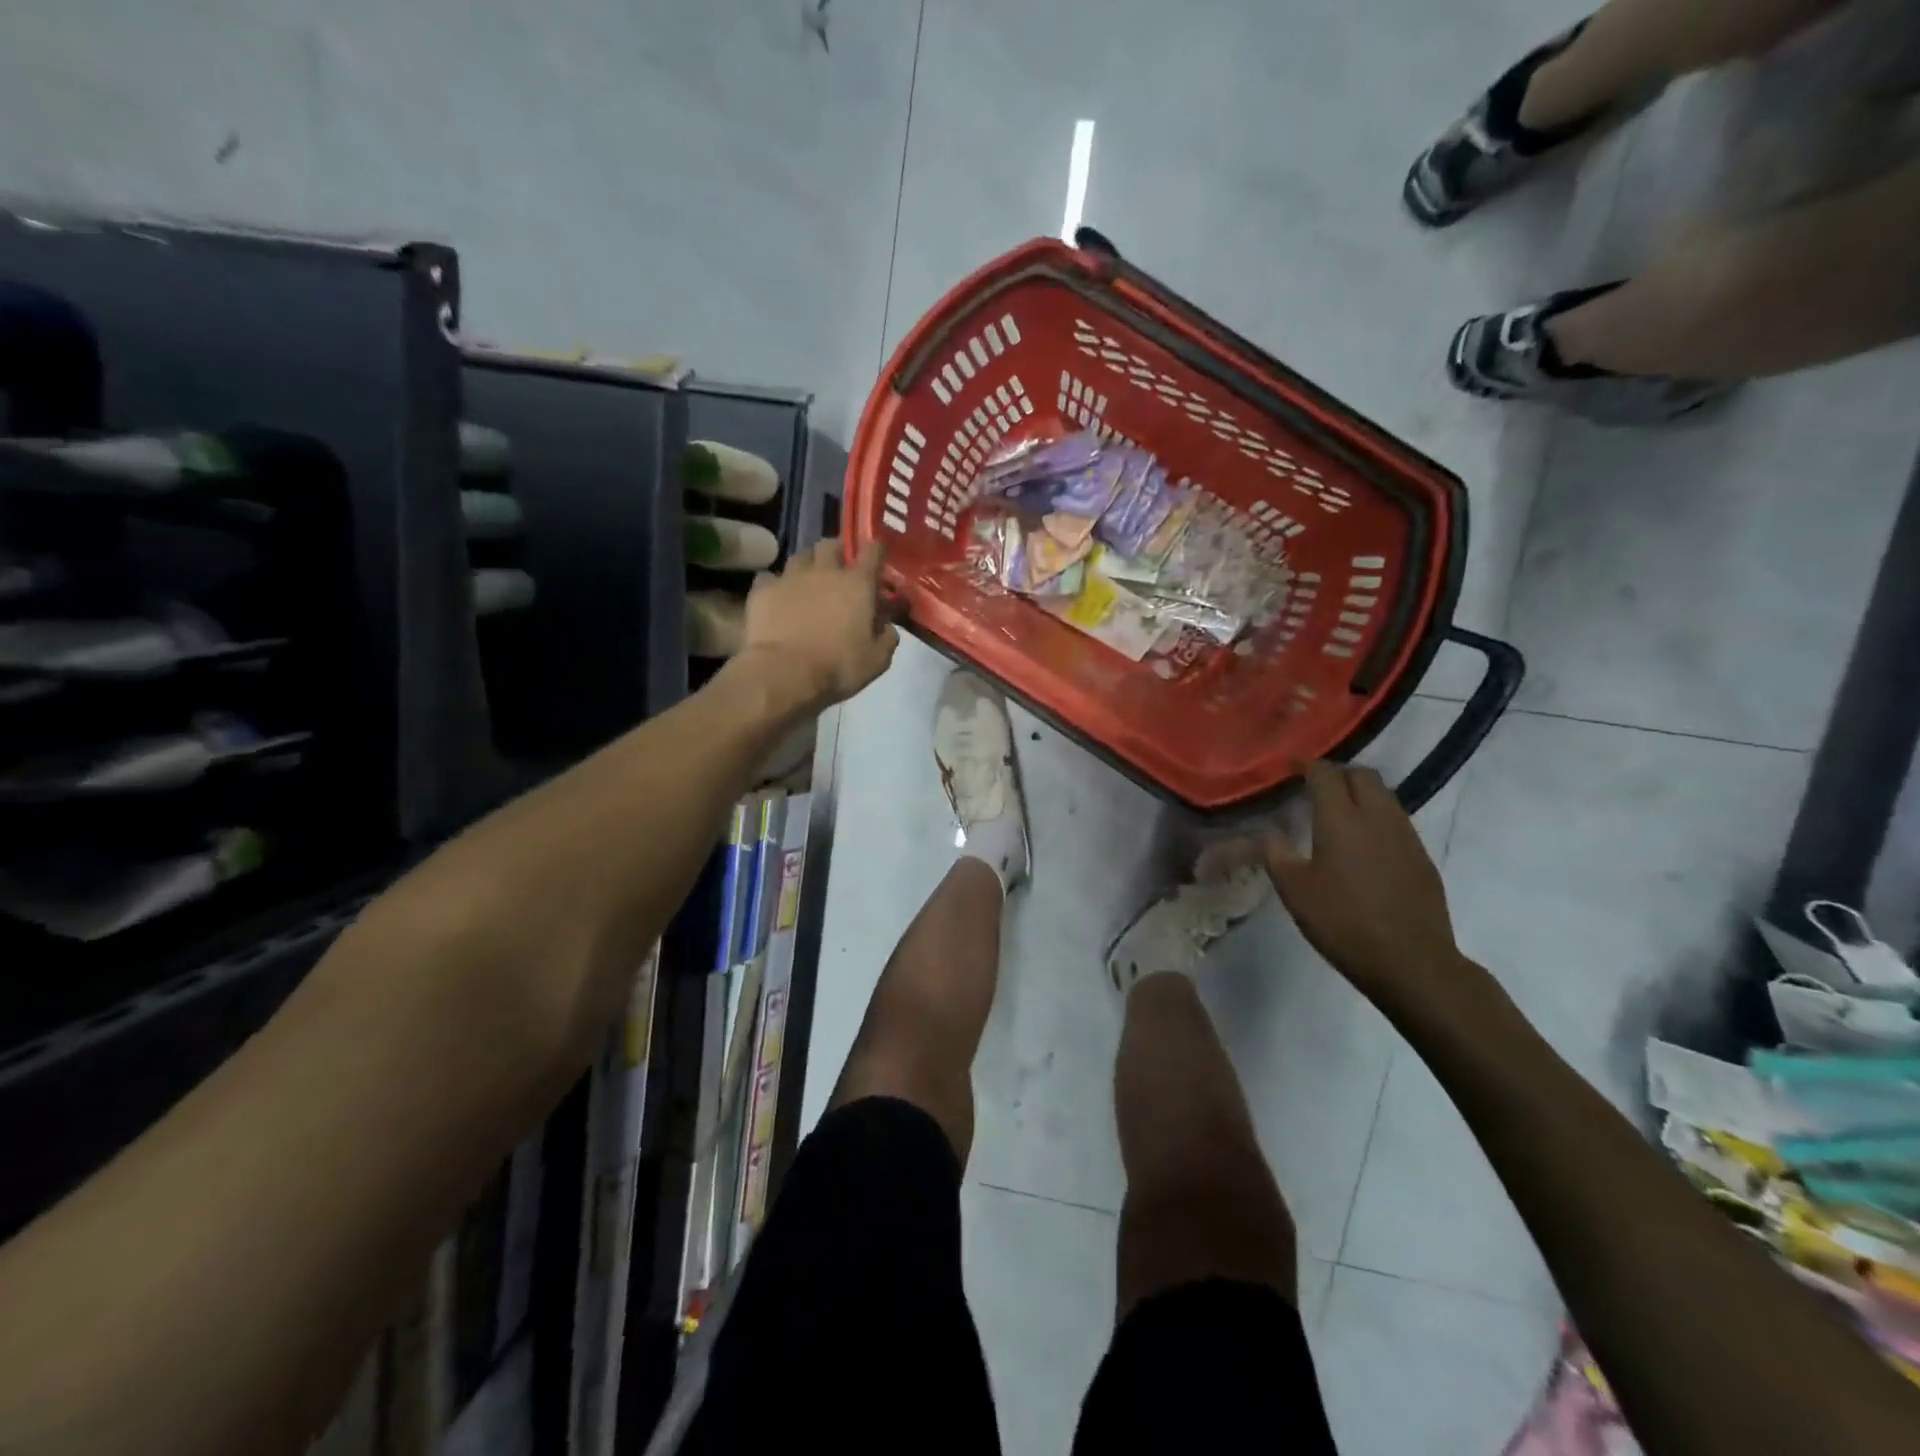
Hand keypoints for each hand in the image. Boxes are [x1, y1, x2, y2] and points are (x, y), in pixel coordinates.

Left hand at [737, 539, 898, 714]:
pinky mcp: (762, 591)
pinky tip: (777, 598)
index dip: (876, 551)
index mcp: (857, 584)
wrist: (784, 673)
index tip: (877, 559)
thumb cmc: (837, 667)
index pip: (872, 551)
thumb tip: (887, 626)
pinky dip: (775, 584)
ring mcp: (790, 578)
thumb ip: (887, 638)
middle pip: (830, 545)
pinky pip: (769, 577)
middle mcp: (824, 571)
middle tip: (839, 570)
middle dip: (837, 552)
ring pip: (800, 556)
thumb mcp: (876, 661)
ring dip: (807, 565)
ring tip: (808, 582)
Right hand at [1260, 761, 1471, 1013]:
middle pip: (1361, 775)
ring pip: (1384, 794)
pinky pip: (1397, 819)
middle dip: (1337, 773)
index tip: (1290, 766)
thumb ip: (1275, 853)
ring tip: (1338, 810)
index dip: (1306, 764)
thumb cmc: (1342, 922)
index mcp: (1341, 819)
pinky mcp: (1422, 856)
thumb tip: (1265, 832)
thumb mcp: (1294, 890)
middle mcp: (1377, 817)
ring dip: (1360, 792)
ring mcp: (1405, 835)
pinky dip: (1377, 815)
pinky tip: (1364, 841)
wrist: (1411, 961)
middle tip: (1314, 786)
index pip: (1325, 774)